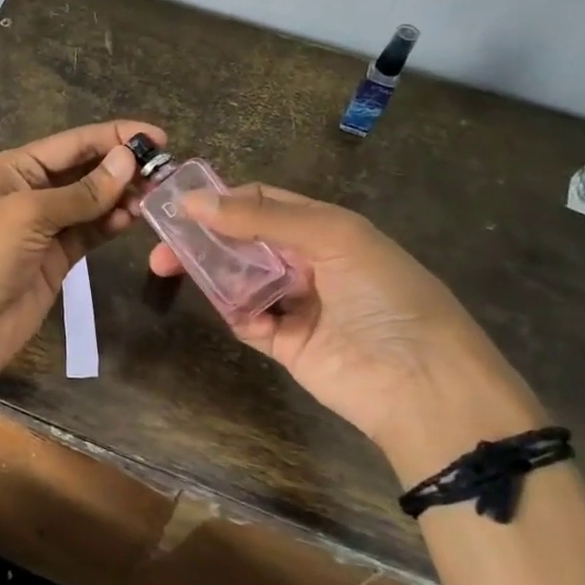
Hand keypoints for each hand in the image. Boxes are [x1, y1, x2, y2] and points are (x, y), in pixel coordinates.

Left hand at [0, 120, 163, 389]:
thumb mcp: (28, 215)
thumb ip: (81, 192)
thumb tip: (128, 159)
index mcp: (14, 169)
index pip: (73, 143)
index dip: (115, 136)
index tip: (159, 137)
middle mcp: (30, 192)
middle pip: (85, 170)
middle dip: (122, 167)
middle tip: (165, 172)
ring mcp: (44, 228)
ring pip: (91, 203)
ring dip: (120, 197)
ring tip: (153, 197)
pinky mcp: (56, 260)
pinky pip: (90, 233)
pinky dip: (110, 224)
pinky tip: (131, 219)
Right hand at [148, 185, 544, 474]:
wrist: (424, 385)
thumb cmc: (385, 295)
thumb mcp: (334, 237)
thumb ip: (263, 216)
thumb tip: (193, 200)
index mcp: (325, 228)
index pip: (262, 202)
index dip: (222, 199)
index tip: (178, 204)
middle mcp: (307, 261)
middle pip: (242, 240)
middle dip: (203, 237)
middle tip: (160, 243)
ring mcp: (295, 303)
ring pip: (238, 278)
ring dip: (207, 271)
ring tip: (166, 267)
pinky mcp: (285, 343)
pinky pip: (246, 319)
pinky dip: (233, 312)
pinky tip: (227, 307)